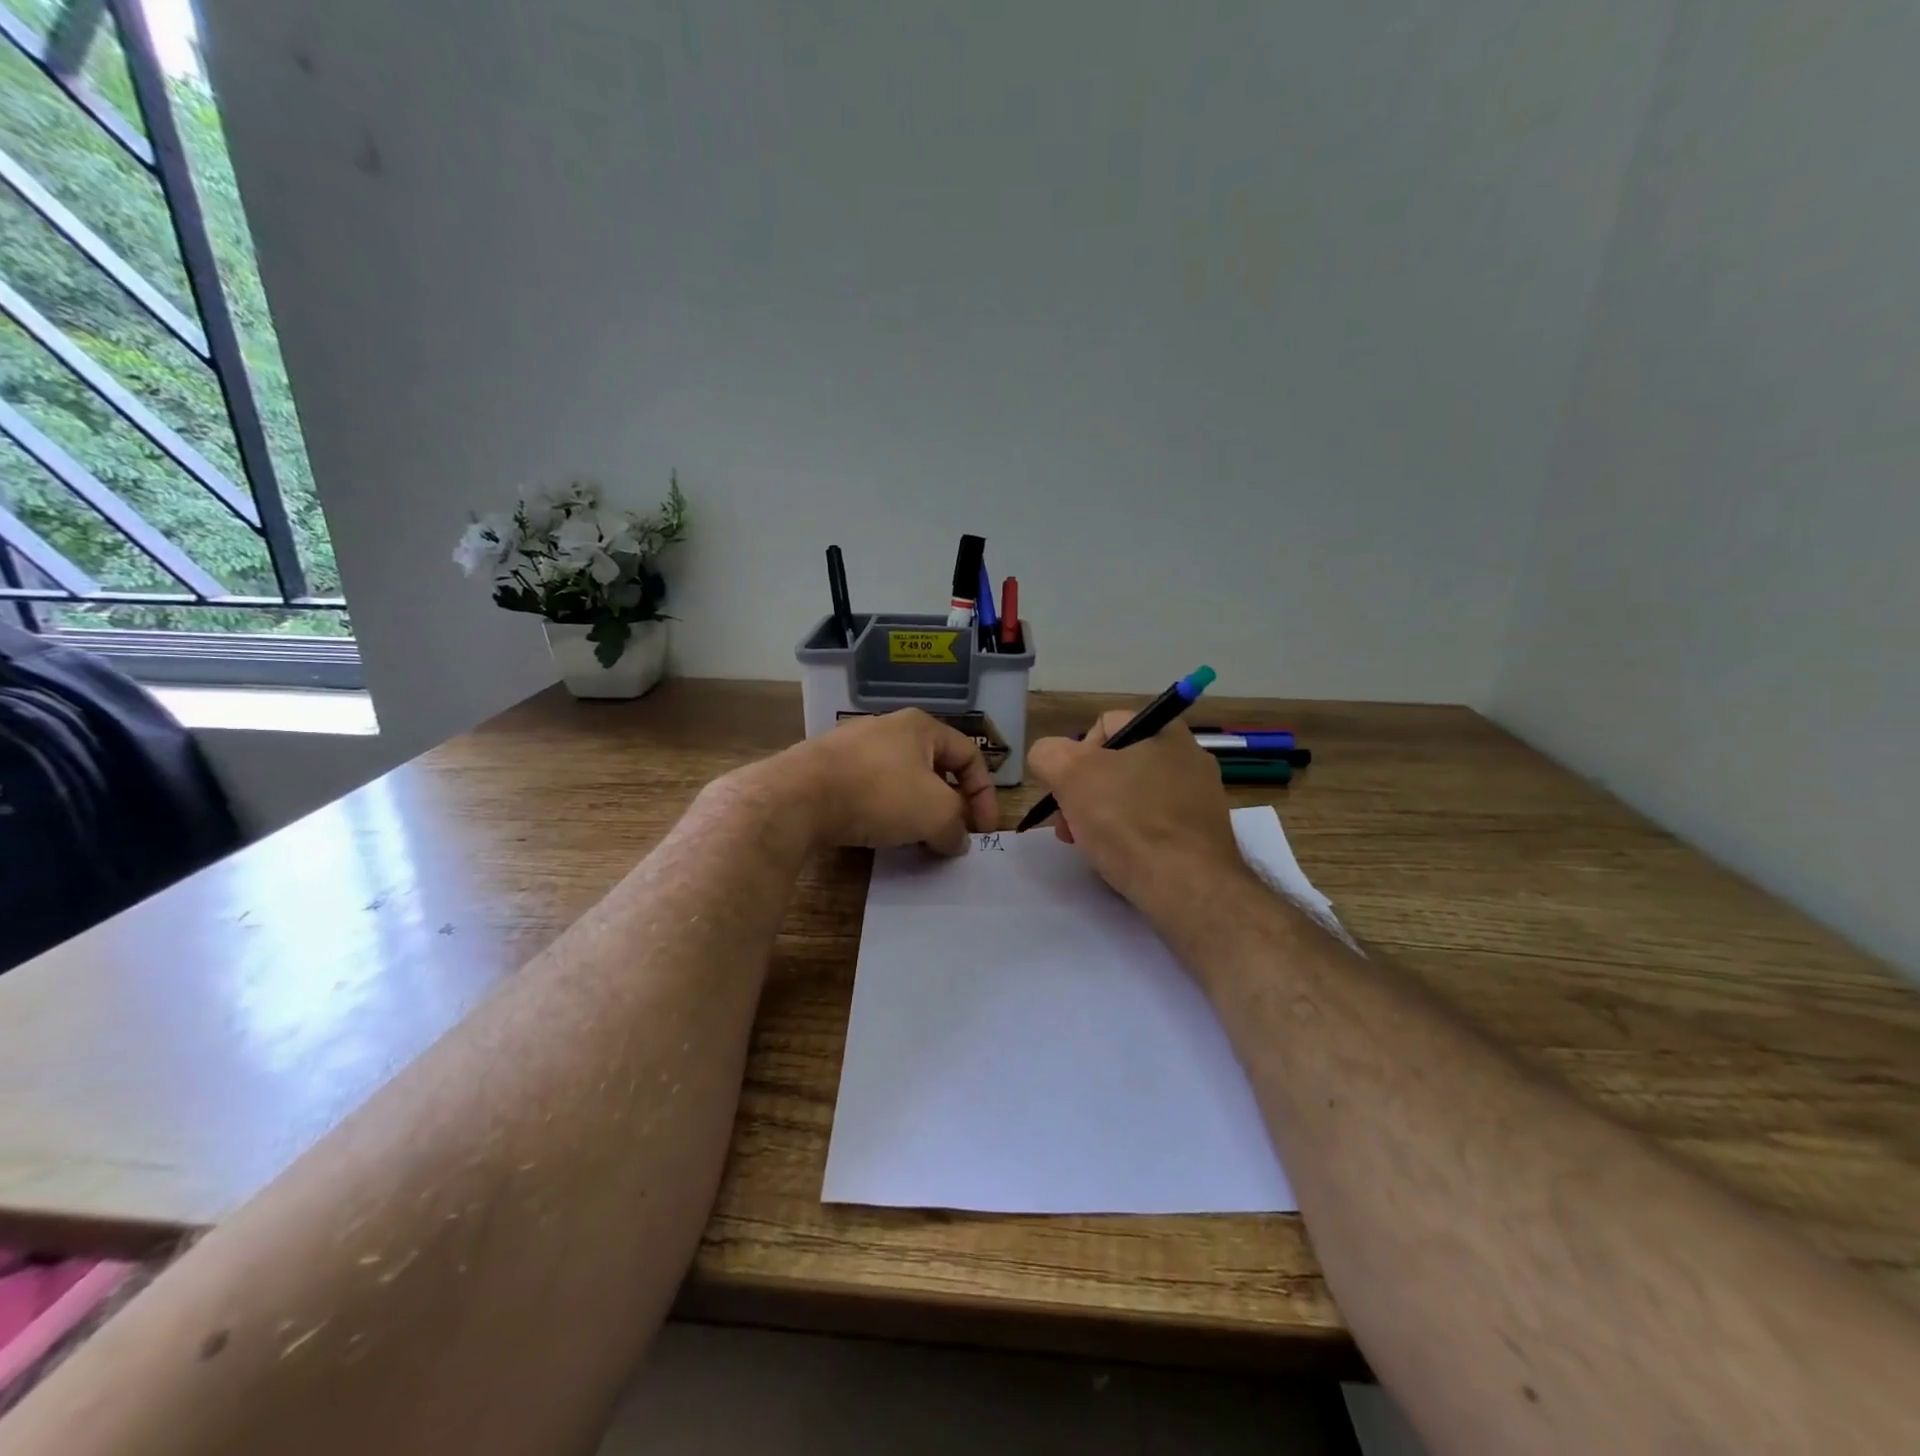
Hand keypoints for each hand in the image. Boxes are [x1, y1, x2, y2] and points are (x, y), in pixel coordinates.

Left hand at [776, 709, 998, 854]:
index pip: (969, 755)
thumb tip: (957, 841)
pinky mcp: (828, 770)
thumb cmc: (879, 793)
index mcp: (921, 726)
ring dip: (918, 812)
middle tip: (953, 836)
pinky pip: (871, 791)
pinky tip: (881, 835)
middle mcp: (889, 728)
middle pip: (935, 768)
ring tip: (919, 841)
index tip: (984, 831)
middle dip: (951, 805)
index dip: (985, 794)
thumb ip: (957, 826)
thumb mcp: (935, 812)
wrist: (798, 797)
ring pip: (902, 781)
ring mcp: (854, 747)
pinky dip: (885, 813)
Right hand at [1026, 711, 1245, 910]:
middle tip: (1069, 824)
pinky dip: (1131, 839)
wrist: (1187, 887)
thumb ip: (1049, 754)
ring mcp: (1200, 799)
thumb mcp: (1071, 775)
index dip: (1075, 753)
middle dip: (1084, 792)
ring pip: (1133, 798)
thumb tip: (1050, 758)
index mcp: (1165, 731)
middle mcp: (1189, 758)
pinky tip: (1119, 860)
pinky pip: (1154, 827)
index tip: (1067, 788)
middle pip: (1117, 765)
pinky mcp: (1202, 837)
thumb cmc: (1128, 821)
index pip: (1104, 725)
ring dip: (1103, 817)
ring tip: (1089, 846)